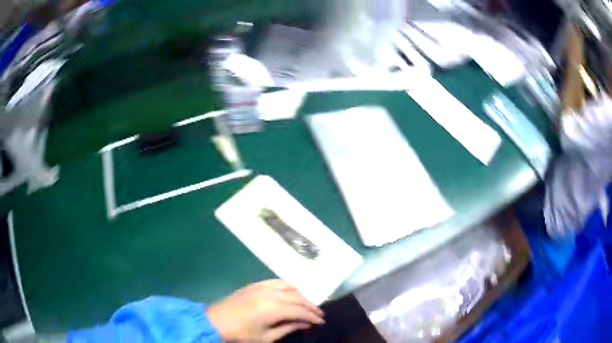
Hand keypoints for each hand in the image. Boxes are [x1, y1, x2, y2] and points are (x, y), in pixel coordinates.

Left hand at [206, 279, 324, 341]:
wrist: (214, 322)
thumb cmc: (240, 335)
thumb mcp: (265, 338)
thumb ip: (287, 329)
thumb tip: (304, 324)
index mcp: (272, 309)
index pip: (299, 311)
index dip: (312, 316)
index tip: (321, 322)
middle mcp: (269, 294)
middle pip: (297, 297)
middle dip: (310, 306)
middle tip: (318, 314)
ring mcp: (261, 287)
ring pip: (289, 286)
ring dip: (301, 295)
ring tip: (306, 305)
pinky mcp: (254, 284)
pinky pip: (277, 282)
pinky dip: (288, 287)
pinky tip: (291, 293)